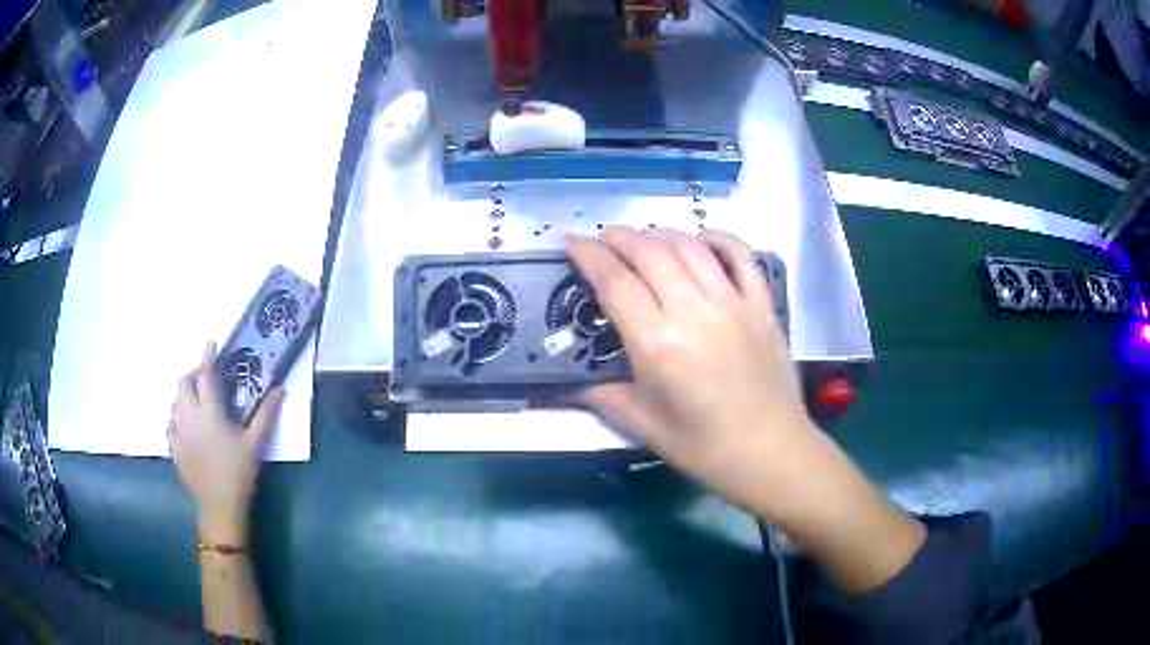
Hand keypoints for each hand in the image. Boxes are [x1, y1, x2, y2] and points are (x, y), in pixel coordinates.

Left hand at [168, 342, 284, 540]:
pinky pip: (170, 424)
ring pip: (175, 402)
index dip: (207, 357)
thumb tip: (280, 388)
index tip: (211, 343)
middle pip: (183, 384)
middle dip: (193, 374)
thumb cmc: (239, 473)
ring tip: (196, 400)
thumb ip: (266, 414)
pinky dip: (177, 417)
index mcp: (209, 412)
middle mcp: (189, 416)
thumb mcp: (255, 444)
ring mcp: (178, 433)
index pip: (205, 375)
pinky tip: (185, 425)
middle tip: (205, 377)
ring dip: (184, 395)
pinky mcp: (174, 448)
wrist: (220, 506)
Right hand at [568, 228, 812, 510]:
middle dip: (619, 238)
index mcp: (659, 344)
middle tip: (602, 240)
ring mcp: (734, 303)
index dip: (589, 256)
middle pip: (650, 252)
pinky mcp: (762, 304)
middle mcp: (694, 311)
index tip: (572, 243)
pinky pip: (740, 256)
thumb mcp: (644, 426)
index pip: (615, 282)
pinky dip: (717, 239)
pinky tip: (700, 241)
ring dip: (659, 234)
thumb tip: (569, 383)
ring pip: (690, 247)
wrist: (771, 453)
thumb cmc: (704, 447)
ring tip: (642, 241)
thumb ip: (603, 396)